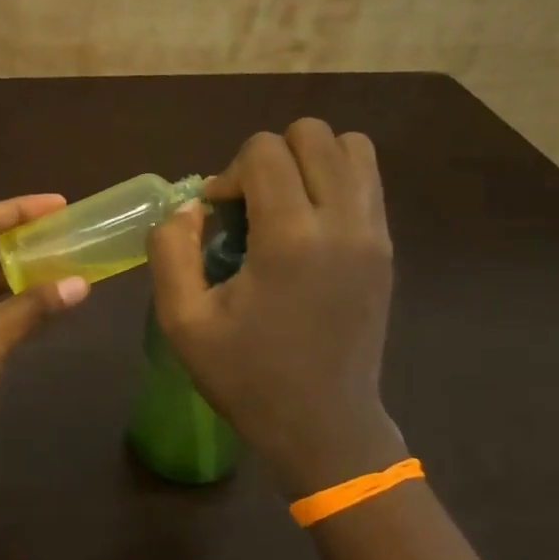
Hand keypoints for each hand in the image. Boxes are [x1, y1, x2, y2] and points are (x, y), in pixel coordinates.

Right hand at [147, 120, 405, 497]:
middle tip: (249, 208)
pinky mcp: (387, 249)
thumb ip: (171, 251)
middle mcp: (342, 222)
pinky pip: (367, 182)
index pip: (265, 150)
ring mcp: (374, 234)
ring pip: (351, 147)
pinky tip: (306, 228)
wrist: (323, 425)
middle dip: (268, 158)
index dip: (228, 173)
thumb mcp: (183, 322)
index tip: (217, 218)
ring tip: (281, 208)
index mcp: (290, 238)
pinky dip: (334, 183)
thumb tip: (188, 207)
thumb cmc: (246, 377)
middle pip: (312, 134)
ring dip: (307, 163)